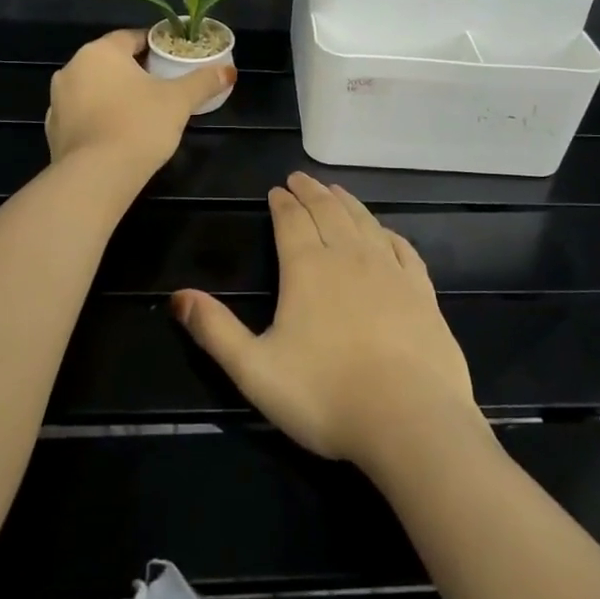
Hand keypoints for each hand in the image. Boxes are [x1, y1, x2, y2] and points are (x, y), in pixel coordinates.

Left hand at [45, 29, 234, 175]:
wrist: (96, 177)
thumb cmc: (139, 125)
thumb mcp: (179, 101)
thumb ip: (203, 82)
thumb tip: (230, 71)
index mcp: (100, 52)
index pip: (131, 38)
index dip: (155, 47)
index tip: (173, 60)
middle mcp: (72, 69)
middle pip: (111, 62)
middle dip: (135, 71)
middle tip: (163, 87)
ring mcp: (57, 100)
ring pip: (94, 89)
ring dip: (115, 95)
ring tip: (142, 112)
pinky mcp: (53, 130)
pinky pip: (83, 115)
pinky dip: (100, 119)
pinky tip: (118, 134)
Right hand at [171, 172, 480, 470]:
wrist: (410, 420)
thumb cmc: (325, 395)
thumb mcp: (255, 370)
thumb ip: (215, 331)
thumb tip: (177, 296)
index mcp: (307, 268)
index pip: (291, 221)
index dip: (282, 202)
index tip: (276, 189)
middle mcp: (349, 257)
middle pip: (328, 211)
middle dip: (311, 192)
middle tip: (301, 178)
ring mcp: (390, 271)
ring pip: (364, 222)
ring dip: (346, 202)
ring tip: (336, 191)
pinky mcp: (421, 291)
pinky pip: (402, 248)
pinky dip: (387, 232)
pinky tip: (384, 232)